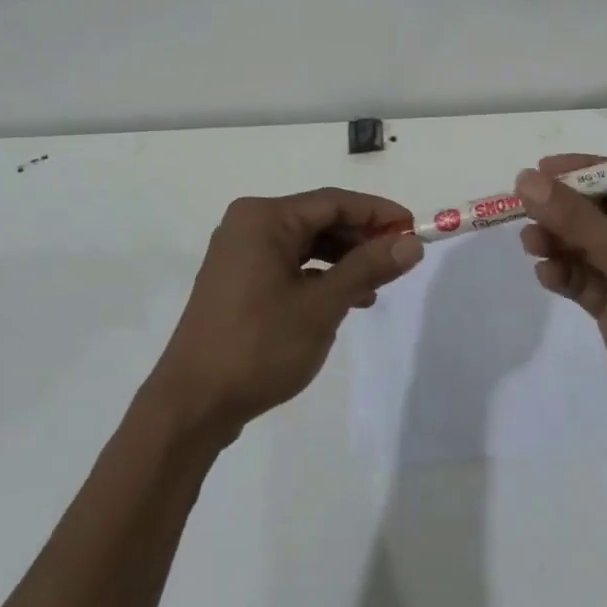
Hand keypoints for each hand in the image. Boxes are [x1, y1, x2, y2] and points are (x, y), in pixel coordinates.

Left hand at [145, 189, 422, 443]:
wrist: (192, 405)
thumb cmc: (258, 346)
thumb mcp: (322, 306)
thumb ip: (367, 269)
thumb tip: (410, 243)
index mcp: (265, 218)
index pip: (333, 201)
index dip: (377, 212)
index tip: (414, 228)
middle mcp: (249, 225)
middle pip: (318, 219)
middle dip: (361, 238)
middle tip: (399, 259)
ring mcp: (240, 254)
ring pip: (305, 244)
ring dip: (343, 260)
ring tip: (376, 286)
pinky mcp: (238, 281)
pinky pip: (288, 264)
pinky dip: (318, 276)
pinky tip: (344, 300)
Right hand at [516, 154, 606, 445]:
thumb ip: (577, 218)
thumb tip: (526, 180)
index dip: (585, 171)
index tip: (541, 170)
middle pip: (602, 211)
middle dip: (564, 208)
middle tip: (523, 206)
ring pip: (589, 246)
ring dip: (558, 241)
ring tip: (529, 243)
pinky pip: (585, 280)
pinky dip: (564, 274)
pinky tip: (546, 275)